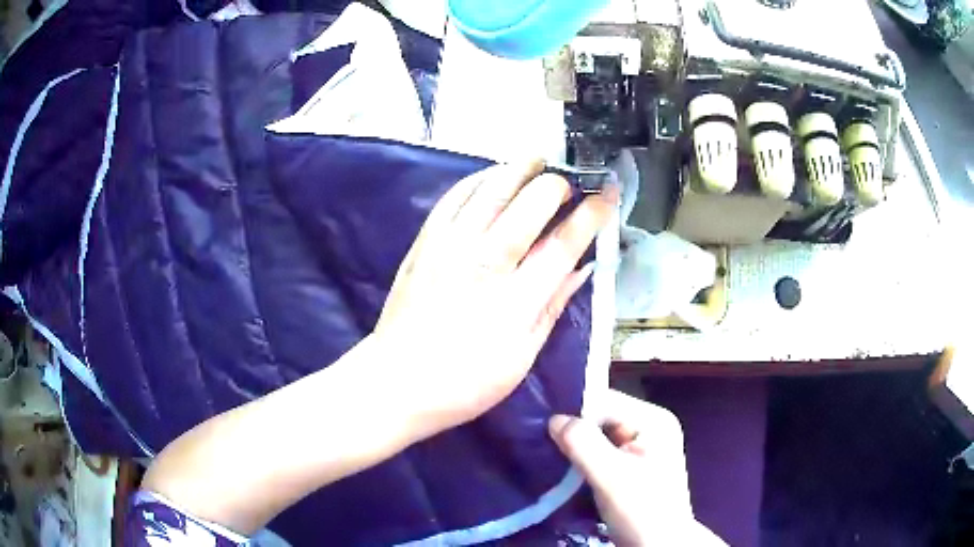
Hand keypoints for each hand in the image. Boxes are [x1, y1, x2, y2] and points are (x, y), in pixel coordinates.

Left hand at [373, 160, 615, 437]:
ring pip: (491, 189)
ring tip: (538, 161)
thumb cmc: (465, 382)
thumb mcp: (522, 357)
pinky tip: (493, 176)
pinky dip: (479, 179)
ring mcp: (450, 246)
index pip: (564, 243)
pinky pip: (454, 197)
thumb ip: (552, 307)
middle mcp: (484, 262)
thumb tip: (582, 268)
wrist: (396, 381)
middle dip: (557, 183)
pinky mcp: (425, 242)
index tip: (609, 195)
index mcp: (516, 299)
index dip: (592, 213)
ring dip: (519, 168)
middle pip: (529, 204)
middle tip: (570, 182)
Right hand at [549, 390, 724, 546]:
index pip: (605, 401)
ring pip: (597, 435)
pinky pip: (599, 452)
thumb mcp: (611, 477)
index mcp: (654, 419)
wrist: (657, 546)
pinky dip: (581, 459)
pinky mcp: (630, 465)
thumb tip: (553, 419)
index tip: (541, 426)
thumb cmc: (641, 511)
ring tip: (547, 453)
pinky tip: (563, 467)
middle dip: (572, 430)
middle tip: (540, 442)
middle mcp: (649, 425)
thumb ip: (583, 444)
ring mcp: (641, 446)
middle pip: (600, 417)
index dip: (573, 412)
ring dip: (574, 446)